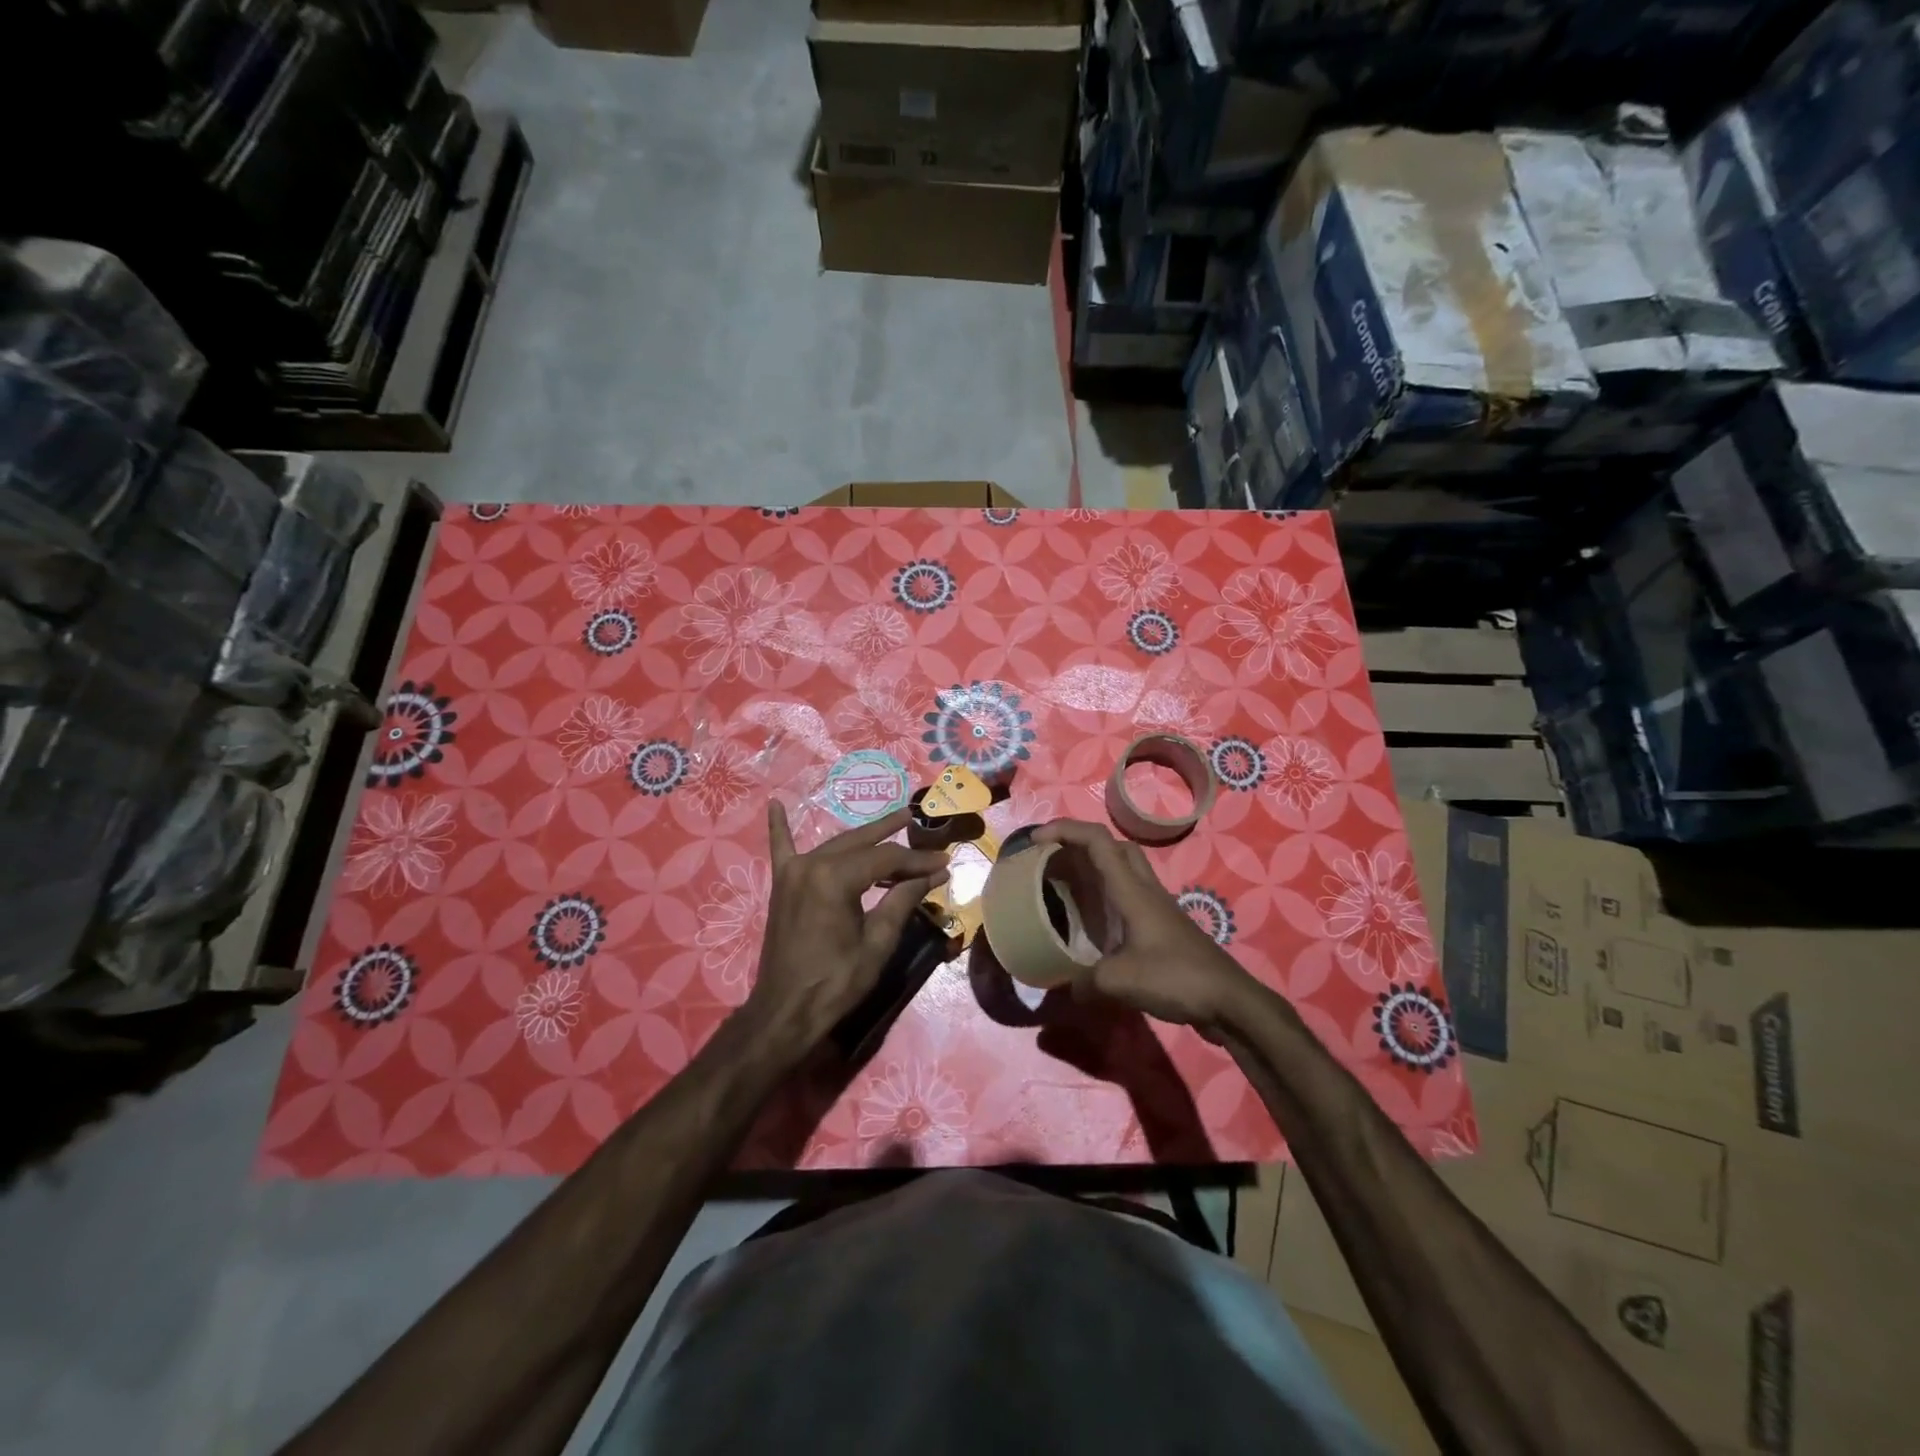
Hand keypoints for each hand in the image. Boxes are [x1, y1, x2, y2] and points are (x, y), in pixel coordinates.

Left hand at [739, 801, 949, 1062]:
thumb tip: (933, 874)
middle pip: (861, 844)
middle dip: (892, 835)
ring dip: (862, 837)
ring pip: (836, 845)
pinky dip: (780, 828)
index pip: (886, 859)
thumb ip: (902, 900)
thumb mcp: (878, 943)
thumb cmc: (836, 981)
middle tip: (918, 822)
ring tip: (892, 822)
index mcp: (835, 878)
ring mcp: (792, 873)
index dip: (917, 860)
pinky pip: (781, 849)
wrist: (785, 1011)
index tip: (944, 861)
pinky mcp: (781, 886)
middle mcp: (811, 864)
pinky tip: (775, 804)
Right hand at [1032, 819, 1254, 1036]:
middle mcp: (1144, 890)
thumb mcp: (1120, 982)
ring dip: (1094, 869)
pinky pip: (1129, 896)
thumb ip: (1084, 982)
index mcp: (1132, 890)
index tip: (1036, 840)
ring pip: (1124, 869)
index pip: (1098, 841)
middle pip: (1114, 847)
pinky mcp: (1162, 926)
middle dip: (1080, 844)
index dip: (1065, 830)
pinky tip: (1094, 924)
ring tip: (1067, 888)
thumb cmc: (1177, 978)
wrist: (1229, 1001)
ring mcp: (1157, 907)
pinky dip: (1107, 897)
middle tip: (1054, 862)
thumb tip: (1062, 988)